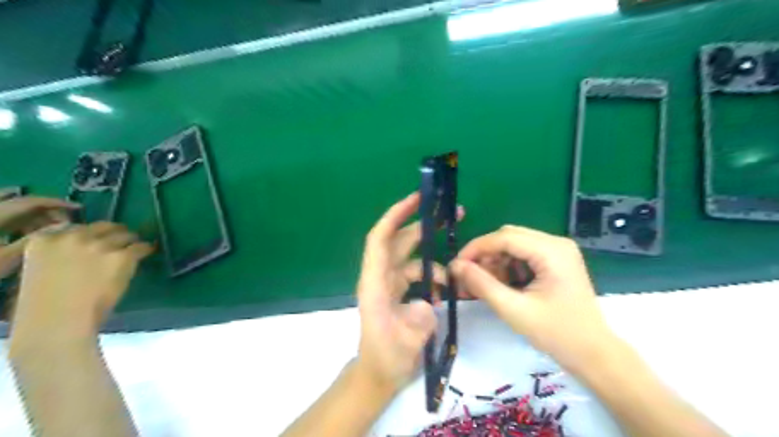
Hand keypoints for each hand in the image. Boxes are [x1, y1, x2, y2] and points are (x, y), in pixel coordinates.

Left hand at [0, 192, 77, 275]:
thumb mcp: (4, 258)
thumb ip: (36, 239)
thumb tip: (66, 227)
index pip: (30, 201)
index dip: (56, 203)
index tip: (79, 209)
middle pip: (20, 206)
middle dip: (46, 213)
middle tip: (66, 226)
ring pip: (10, 214)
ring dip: (33, 221)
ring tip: (50, 235)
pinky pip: (3, 222)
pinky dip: (19, 227)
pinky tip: (28, 239)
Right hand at [9, 222, 152, 347]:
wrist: (59, 322)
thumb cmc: (45, 307)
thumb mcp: (41, 271)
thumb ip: (59, 256)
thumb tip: (83, 253)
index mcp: (44, 241)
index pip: (75, 227)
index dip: (90, 233)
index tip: (98, 237)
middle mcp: (73, 237)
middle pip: (104, 227)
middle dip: (115, 233)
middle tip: (124, 240)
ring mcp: (100, 245)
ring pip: (126, 235)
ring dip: (132, 240)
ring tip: (137, 246)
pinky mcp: (123, 256)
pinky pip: (141, 247)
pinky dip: (147, 249)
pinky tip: (149, 252)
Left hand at [357, 193, 464, 393]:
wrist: (380, 374)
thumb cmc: (385, 358)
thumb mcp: (402, 344)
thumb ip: (417, 322)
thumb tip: (430, 301)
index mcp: (374, 282)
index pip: (381, 239)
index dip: (395, 215)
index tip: (417, 199)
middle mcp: (381, 276)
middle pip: (400, 241)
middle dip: (423, 224)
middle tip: (452, 213)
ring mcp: (391, 283)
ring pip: (412, 257)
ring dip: (434, 254)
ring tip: (457, 259)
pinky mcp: (400, 291)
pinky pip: (418, 273)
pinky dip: (433, 275)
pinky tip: (446, 289)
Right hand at [452, 225, 614, 371]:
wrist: (594, 354)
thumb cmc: (557, 334)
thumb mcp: (513, 310)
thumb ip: (482, 284)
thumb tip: (455, 266)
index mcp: (551, 251)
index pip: (504, 237)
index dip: (476, 248)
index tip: (456, 266)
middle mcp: (556, 243)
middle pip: (508, 237)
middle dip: (485, 255)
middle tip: (468, 277)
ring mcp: (558, 251)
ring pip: (514, 245)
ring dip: (495, 261)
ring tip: (482, 285)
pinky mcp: (556, 260)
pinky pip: (524, 254)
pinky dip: (507, 266)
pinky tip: (500, 285)